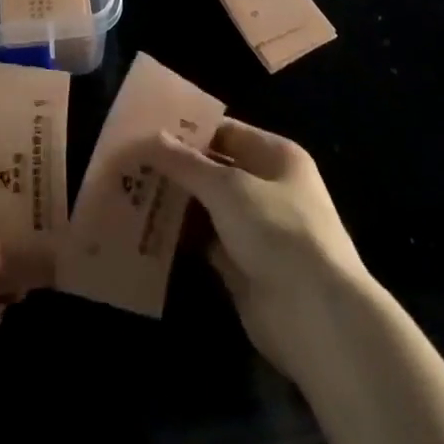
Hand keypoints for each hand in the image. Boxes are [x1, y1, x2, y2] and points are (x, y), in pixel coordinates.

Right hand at [152, 119, 371, 383]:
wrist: (315, 316)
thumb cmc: (277, 231)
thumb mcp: (227, 187)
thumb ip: (185, 163)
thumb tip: (147, 138)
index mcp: (276, 156)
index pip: (225, 130)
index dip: (187, 129)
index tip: (145, 127)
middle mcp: (268, 187)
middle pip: (214, 168)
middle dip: (175, 167)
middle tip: (129, 159)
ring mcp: (257, 228)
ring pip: (207, 206)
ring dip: (175, 201)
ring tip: (128, 189)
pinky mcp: (243, 265)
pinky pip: (206, 241)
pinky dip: (181, 236)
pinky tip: (145, 228)